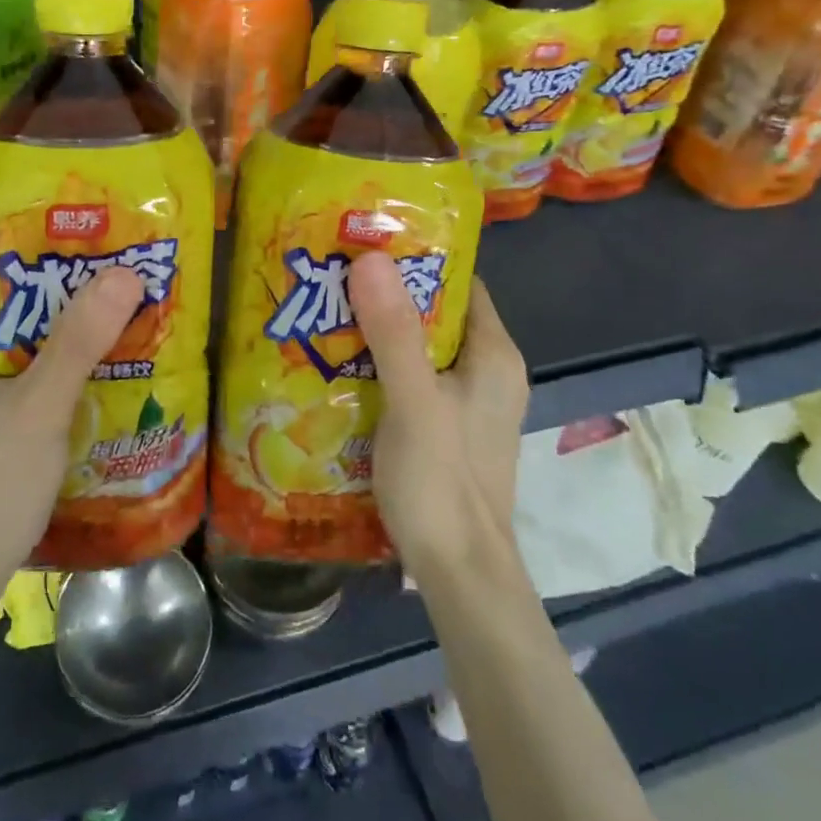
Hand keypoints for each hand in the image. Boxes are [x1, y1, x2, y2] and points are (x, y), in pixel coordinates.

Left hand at [0, 267, 143, 606]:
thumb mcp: (40, 406)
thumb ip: (80, 339)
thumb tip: (123, 272)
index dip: (9, 253)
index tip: (61, 243)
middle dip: (34, 298)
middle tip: (88, 282)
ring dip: (32, 341)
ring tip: (87, 325)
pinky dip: (21, 378)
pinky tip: (64, 384)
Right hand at [350, 253, 528, 576]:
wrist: (460, 576)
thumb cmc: (442, 482)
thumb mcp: (414, 401)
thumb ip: (394, 332)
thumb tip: (370, 257)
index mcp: (494, 355)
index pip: (459, 283)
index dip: (416, 259)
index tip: (365, 244)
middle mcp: (488, 373)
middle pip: (435, 315)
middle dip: (386, 296)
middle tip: (332, 279)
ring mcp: (468, 405)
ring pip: (420, 350)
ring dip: (378, 334)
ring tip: (326, 315)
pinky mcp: (447, 431)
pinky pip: (412, 382)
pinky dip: (380, 370)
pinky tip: (340, 369)